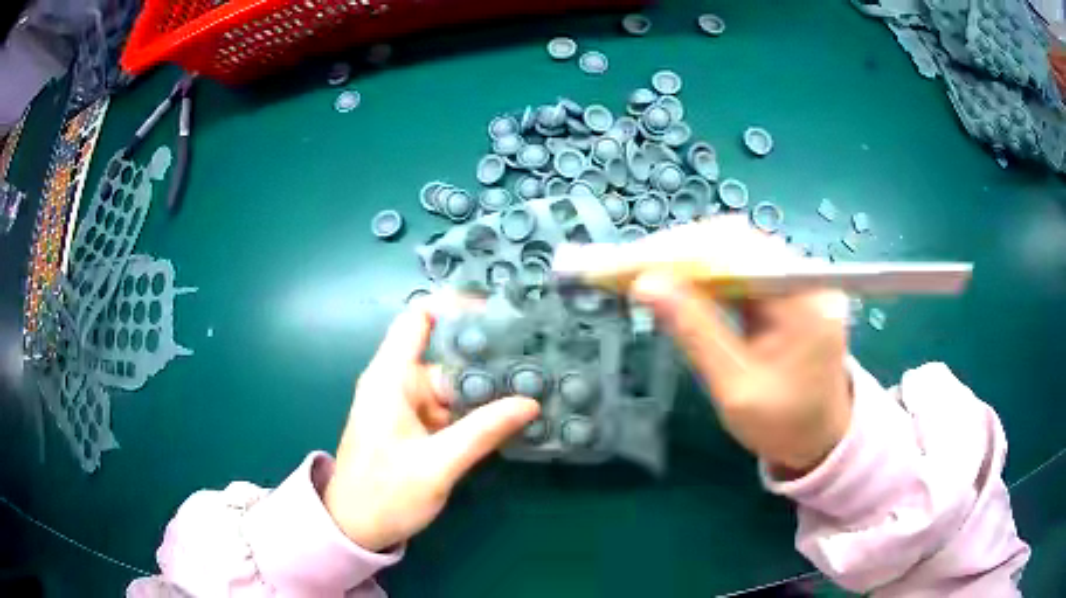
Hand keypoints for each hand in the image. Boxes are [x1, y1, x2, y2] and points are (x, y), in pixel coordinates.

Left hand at [324, 303, 539, 550]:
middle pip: (446, 354)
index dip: (455, 307)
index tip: (499, 313)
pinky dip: (476, 409)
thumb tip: (529, 402)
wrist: (354, 528)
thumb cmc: (385, 494)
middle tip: (536, 360)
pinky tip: (509, 415)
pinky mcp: (414, 426)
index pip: (418, 320)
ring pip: (452, 384)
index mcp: (391, 378)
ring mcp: (407, 405)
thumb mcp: (437, 465)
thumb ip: (482, 432)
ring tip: (534, 385)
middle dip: (487, 356)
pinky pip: (449, 408)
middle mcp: (398, 383)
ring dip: (486, 387)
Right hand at [611, 217, 851, 475]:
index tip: (630, 262)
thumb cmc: (783, 425)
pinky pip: (742, 266)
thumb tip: (647, 285)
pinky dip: (706, 272)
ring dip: (687, 258)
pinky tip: (677, 281)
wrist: (821, 437)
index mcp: (804, 303)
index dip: (680, 253)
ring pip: (735, 249)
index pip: (736, 254)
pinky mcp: (789, 287)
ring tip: (643, 271)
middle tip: (626, 266)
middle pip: (735, 241)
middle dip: (678, 251)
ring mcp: (800, 278)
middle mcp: (807, 277)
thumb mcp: (735, 389)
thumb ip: (696, 334)